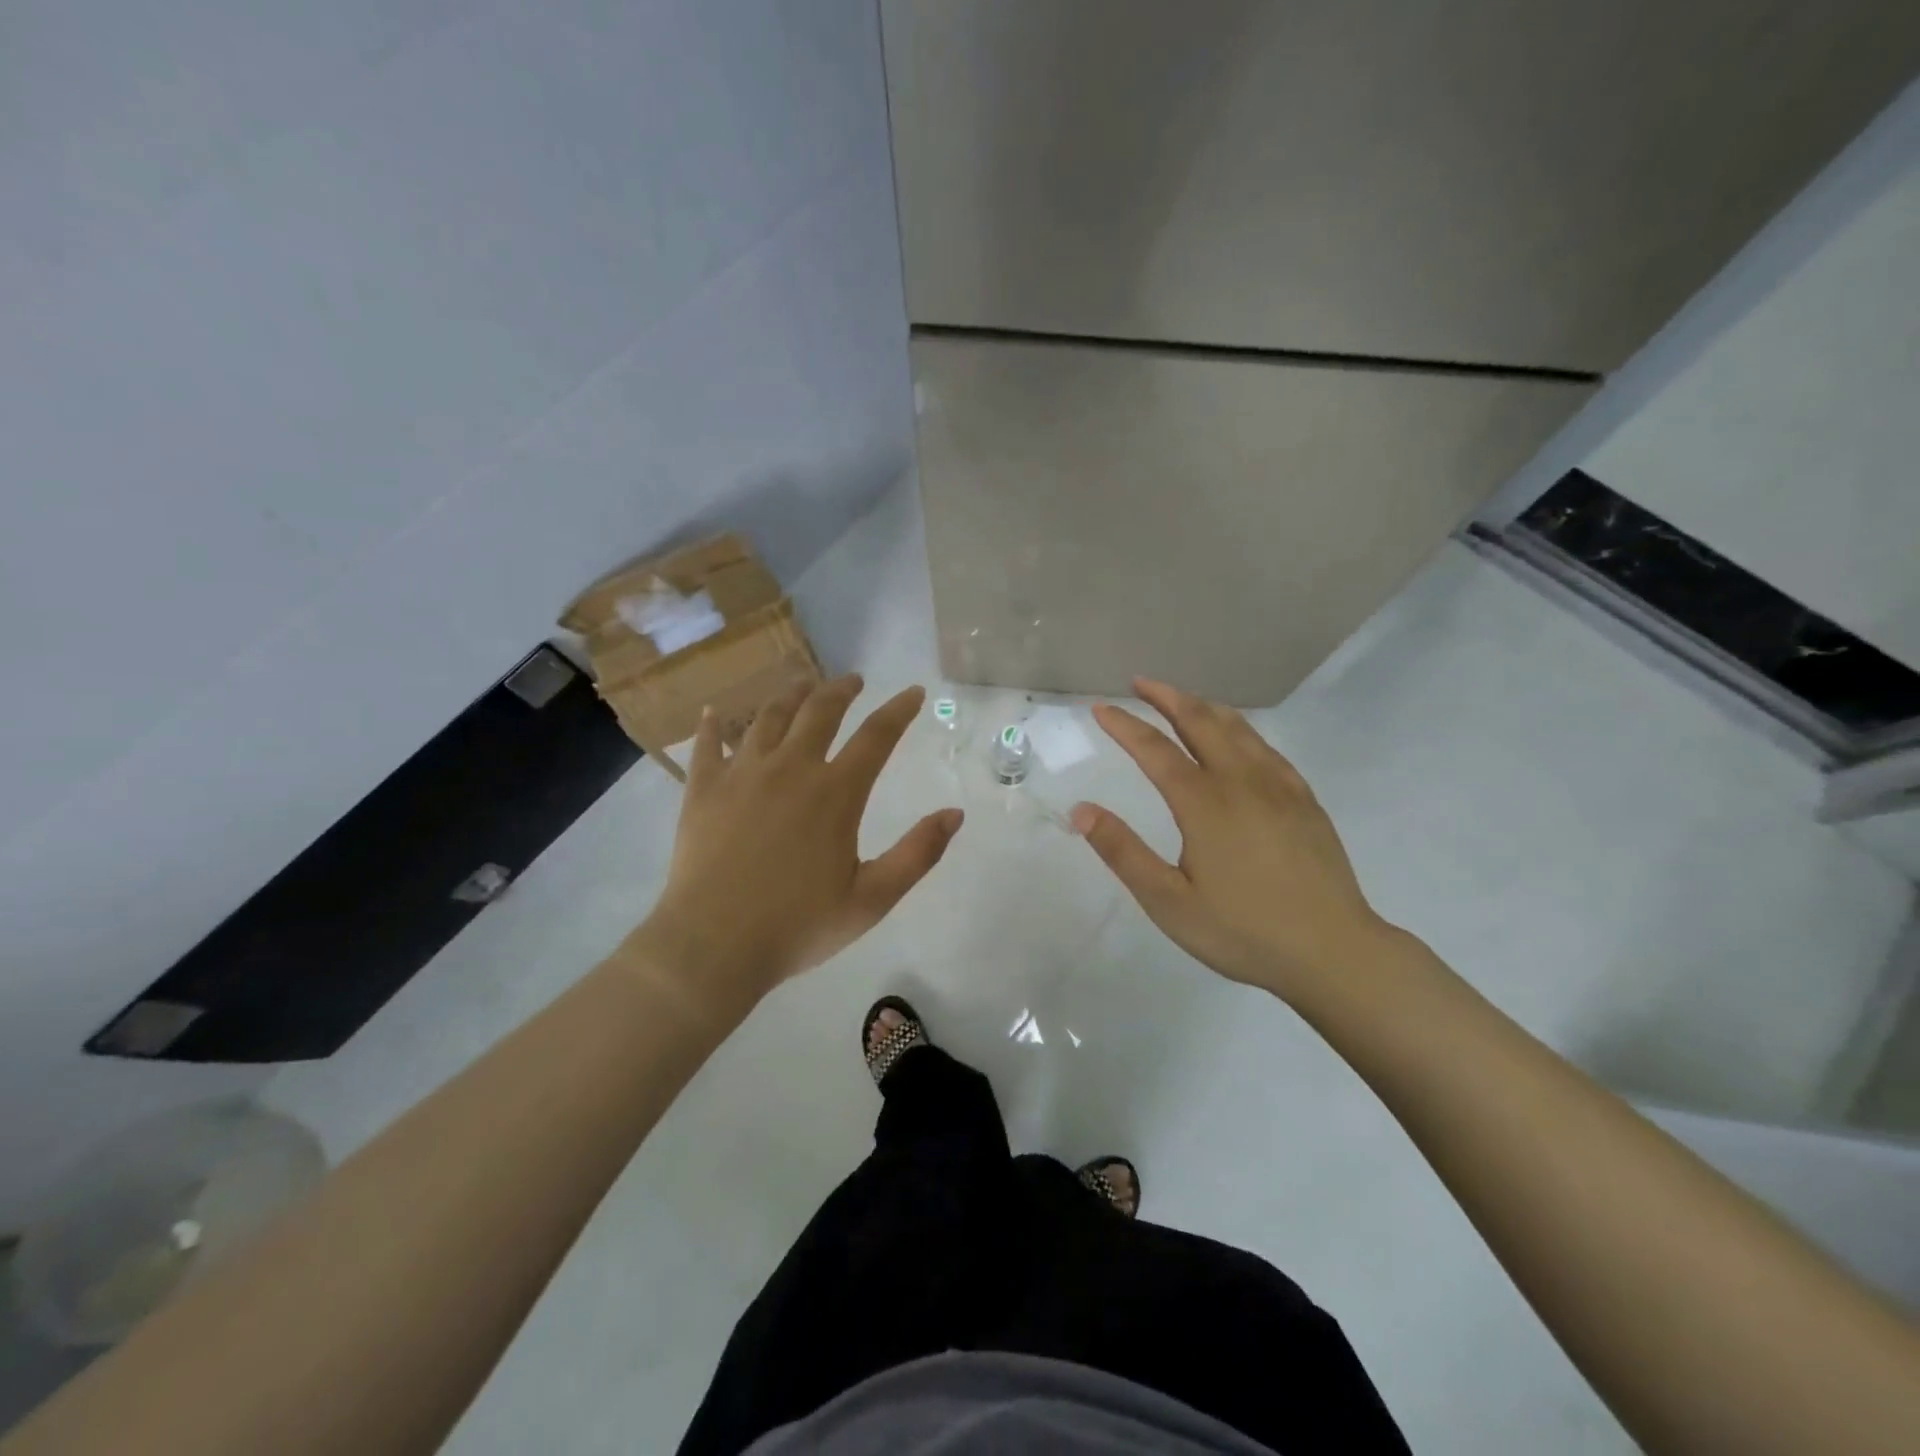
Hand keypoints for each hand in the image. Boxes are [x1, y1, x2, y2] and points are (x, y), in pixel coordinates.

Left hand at [633, 676, 962, 1011]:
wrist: (712, 946)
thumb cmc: (798, 926)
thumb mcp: (872, 899)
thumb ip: (918, 854)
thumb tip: (955, 814)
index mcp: (835, 793)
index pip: (876, 736)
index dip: (898, 710)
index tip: (912, 692)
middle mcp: (790, 769)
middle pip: (819, 711)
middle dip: (841, 690)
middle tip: (853, 680)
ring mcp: (742, 774)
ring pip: (768, 717)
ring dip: (790, 695)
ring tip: (802, 685)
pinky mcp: (703, 789)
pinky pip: (707, 744)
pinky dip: (713, 724)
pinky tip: (715, 711)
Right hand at [1071, 678, 1390, 1001]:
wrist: (1333, 951)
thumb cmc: (1242, 932)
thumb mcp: (1168, 902)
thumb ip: (1123, 852)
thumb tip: (1082, 810)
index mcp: (1204, 804)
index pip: (1155, 749)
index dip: (1125, 726)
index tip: (1101, 709)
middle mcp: (1241, 782)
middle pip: (1200, 721)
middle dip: (1166, 697)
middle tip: (1140, 684)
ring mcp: (1279, 787)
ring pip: (1237, 728)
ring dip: (1203, 707)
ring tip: (1181, 700)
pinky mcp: (1304, 800)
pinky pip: (1266, 747)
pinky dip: (1240, 729)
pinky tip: (1236, 738)